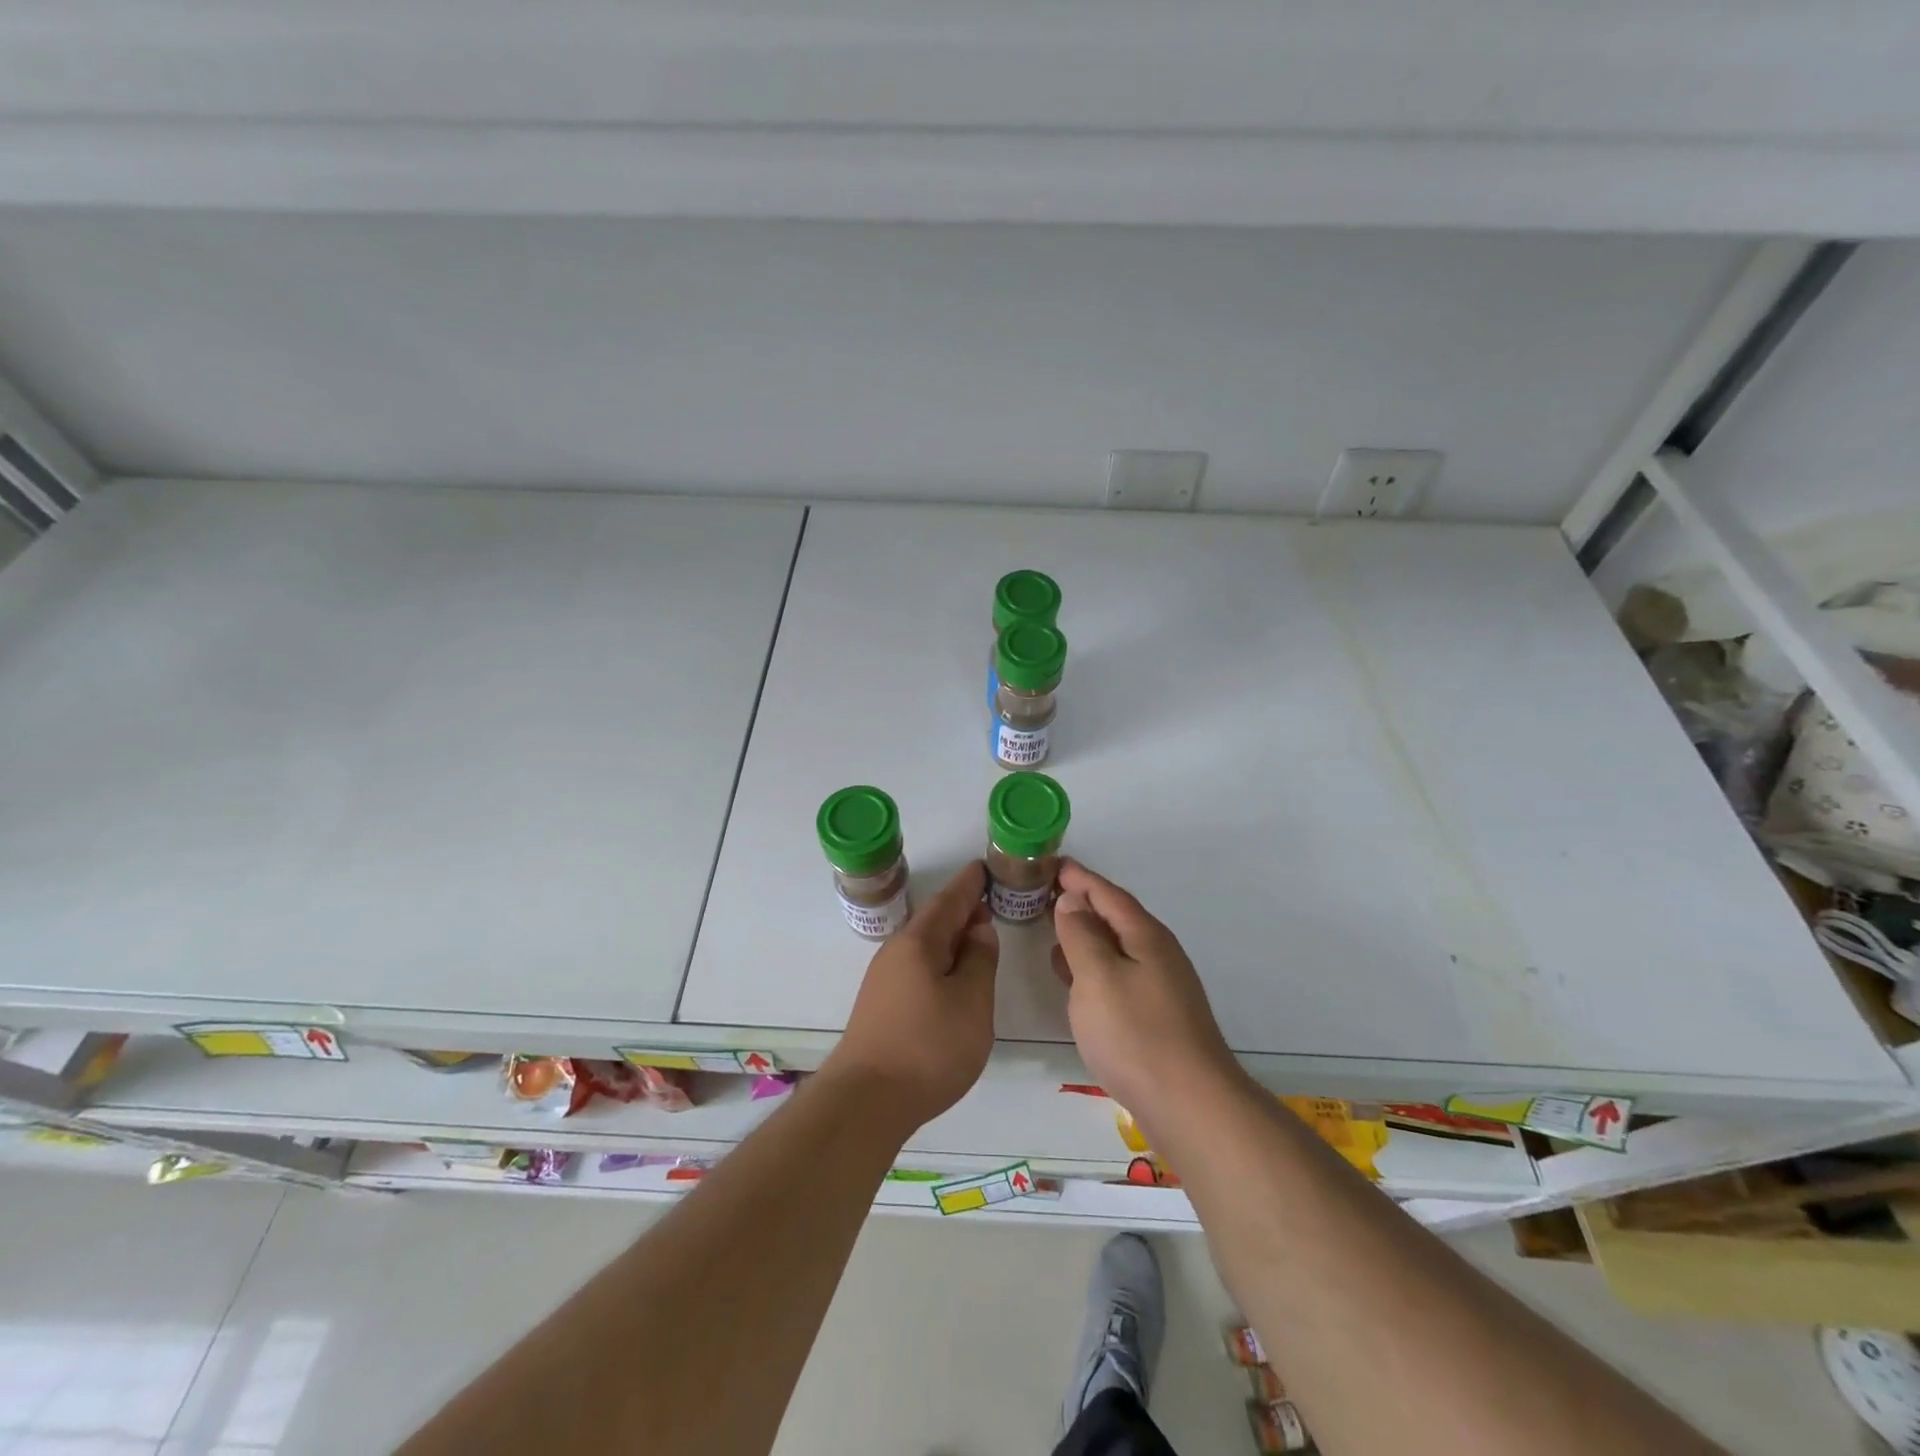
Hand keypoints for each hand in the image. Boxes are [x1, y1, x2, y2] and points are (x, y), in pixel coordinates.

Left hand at [823, 861, 998, 1134]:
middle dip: (961, 910)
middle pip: (933, 922)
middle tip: (987, 900)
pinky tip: (951, 978)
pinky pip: (917, 968)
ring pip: (924, 947)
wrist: (866, 1101)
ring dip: (950, 938)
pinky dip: (939, 962)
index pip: (949, 901)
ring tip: (975, 937)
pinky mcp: (881, 1007)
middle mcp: (896, 953)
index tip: (983, 867)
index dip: (969, 885)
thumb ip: (979, 960)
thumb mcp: (971, 1001)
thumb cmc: (928, 1047)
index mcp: (919, 943)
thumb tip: (978, 929)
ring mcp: (884, 981)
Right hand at [1051, 859, 1241, 1119]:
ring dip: (1085, 935)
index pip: (1107, 894)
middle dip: (1081, 902)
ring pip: (1116, 947)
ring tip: (1052, 929)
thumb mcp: (1097, 976)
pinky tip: (1075, 980)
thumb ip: (1081, 935)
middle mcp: (1157, 954)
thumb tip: (1072, 900)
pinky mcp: (1157, 1016)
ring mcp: (1160, 986)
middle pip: (1115, 917)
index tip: (1051, 863)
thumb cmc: (1136, 1034)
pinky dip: (1092, 966)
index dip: (1078, 878)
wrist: (1190, 1105)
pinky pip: (1118, 974)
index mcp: (1145, 936)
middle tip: (1043, 892)